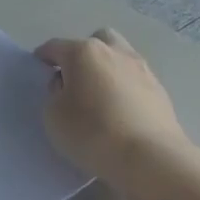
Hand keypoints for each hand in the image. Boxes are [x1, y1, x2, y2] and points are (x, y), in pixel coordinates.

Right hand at [35, 28, 195, 182]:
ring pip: (119, 56)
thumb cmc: (92, 132)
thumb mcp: (53, 115)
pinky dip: (125, 88)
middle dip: (83, 54)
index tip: (39, 72)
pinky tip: (121, 111)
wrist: (150, 159)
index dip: (43, 58)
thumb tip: (67, 86)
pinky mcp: (160, 90)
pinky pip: (134, 80)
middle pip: (95, 40)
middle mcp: (114, 51)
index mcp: (83, 52)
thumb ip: (54, 94)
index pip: (55, 46)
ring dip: (107, 69)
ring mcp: (141, 69)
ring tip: (100, 96)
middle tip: (75, 80)